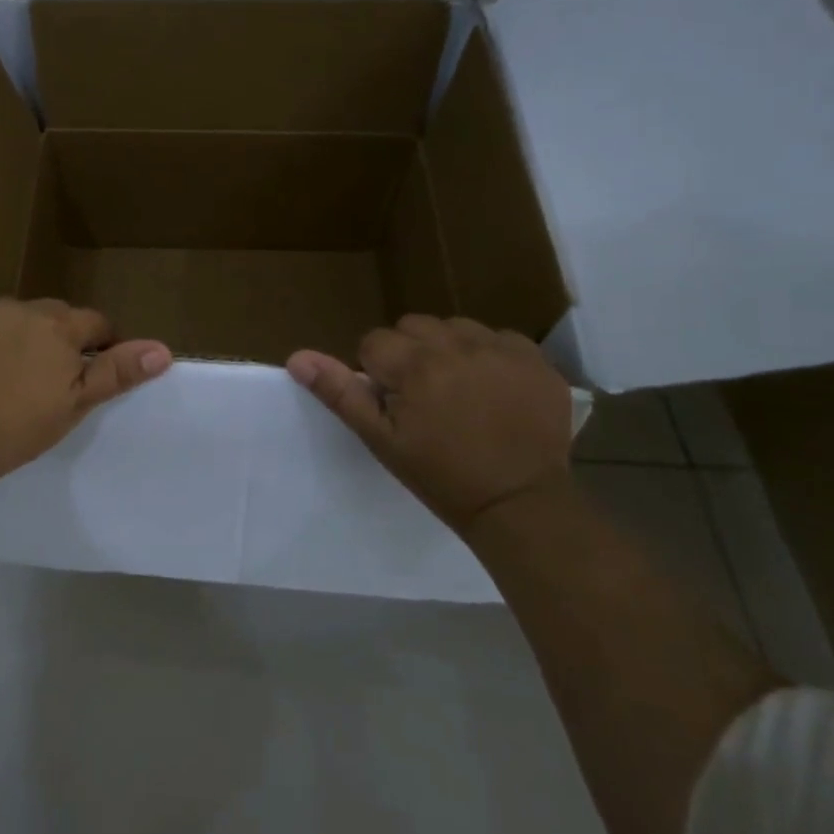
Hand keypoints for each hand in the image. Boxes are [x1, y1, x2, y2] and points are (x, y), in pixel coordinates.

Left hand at [0, 298, 171, 478]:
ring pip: (10, 318)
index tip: (92, 369)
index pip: (95, 323)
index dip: (100, 343)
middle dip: (56, 337)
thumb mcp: (75, 404)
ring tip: (4, 374)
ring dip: (15, 335)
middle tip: (47, 377)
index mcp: (59, 327)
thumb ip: (116, 371)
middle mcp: (21, 308)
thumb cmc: (18, 426)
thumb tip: (162, 350)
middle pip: (52, 316)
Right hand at [287, 315, 572, 535]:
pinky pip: (499, 338)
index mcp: (415, 364)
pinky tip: (495, 389)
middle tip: (425, 398)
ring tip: (460, 391)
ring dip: (449, 350)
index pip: (375, 342)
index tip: (395, 405)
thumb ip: (339, 392)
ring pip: (455, 327)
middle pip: (414, 327)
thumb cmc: (441, 476)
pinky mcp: (536, 359)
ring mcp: (500, 349)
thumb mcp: (381, 440)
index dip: (378, 374)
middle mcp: (457, 344)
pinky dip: (490, 355)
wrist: (520, 506)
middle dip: (410, 354)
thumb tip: (297, 357)